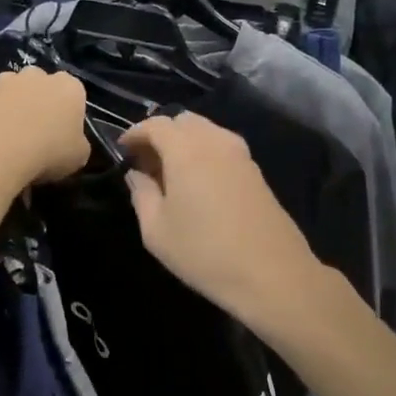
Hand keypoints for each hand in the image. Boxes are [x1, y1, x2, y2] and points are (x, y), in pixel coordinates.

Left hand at [0, 69, 88, 188]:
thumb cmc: (48, 154)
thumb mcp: (79, 157)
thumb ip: (77, 141)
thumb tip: (70, 141)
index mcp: (69, 87)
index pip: (73, 93)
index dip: (66, 112)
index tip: (61, 132)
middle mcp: (37, 74)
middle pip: (40, 84)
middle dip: (37, 101)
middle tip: (34, 130)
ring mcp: (4, 79)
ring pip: (10, 87)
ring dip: (10, 102)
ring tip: (5, 132)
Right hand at [119, 113, 326, 331]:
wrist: (272, 274)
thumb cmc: (204, 253)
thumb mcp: (157, 231)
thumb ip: (142, 195)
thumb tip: (137, 175)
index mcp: (186, 150)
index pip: (156, 124)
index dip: (135, 133)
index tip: (122, 149)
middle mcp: (215, 141)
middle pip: (183, 121)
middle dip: (160, 134)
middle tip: (146, 162)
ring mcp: (240, 154)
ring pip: (206, 131)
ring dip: (184, 143)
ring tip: (170, 174)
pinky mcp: (256, 170)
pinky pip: (222, 147)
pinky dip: (204, 153)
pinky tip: (197, 183)